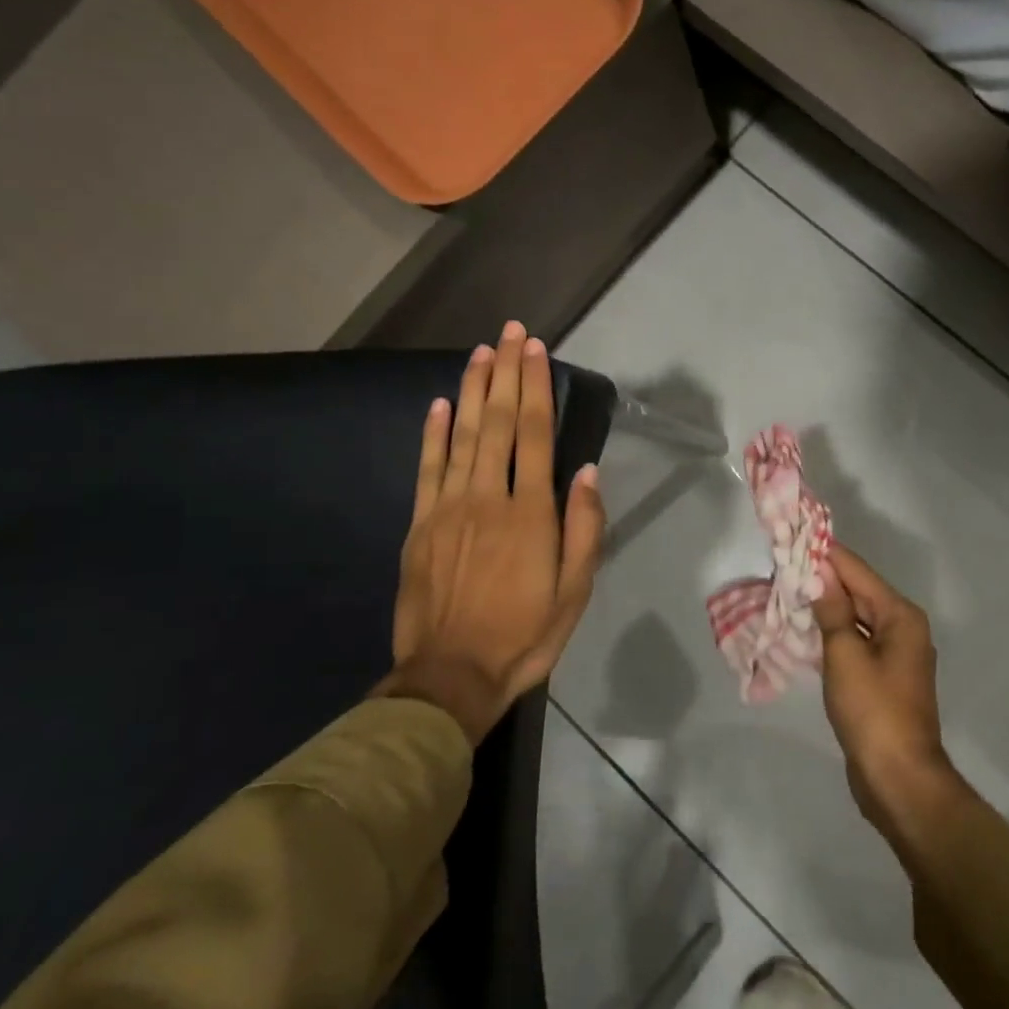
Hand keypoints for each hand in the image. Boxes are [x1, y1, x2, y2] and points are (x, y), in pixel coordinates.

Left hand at [375, 322, 604, 743]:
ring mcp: (448, 508)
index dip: (535, 388)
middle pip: (497, 423)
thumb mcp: (574, 591)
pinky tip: (438, 405)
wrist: (450, 676)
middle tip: (510, 332)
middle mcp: (488, 498)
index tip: (537, 350)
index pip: (533, 435)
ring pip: (461, 436)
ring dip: (471, 390)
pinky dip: (432, 434)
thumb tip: (587, 472)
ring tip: (480, 353)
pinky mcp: (420, 525)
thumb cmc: (524, 635)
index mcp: (530, 514)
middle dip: (505, 373)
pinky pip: (427, 469)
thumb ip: (584, 529)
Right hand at [812, 544, 958, 831]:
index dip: (825, 554)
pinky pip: (854, 642)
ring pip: (854, 618)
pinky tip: (805, 629)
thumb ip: (832, 609)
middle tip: (782, 565)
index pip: (856, 571)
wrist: (898, 779)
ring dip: (825, 606)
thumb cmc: (872, 710)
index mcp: (900, 616)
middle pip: (858, 592)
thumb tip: (820, 573)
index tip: (794, 537)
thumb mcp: (845, 655)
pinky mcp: (882, 678)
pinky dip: (832, 633)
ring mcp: (894, 655)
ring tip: (787, 591)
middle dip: (822, 579)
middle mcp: (902, 628)